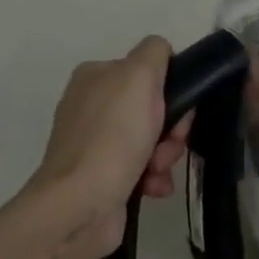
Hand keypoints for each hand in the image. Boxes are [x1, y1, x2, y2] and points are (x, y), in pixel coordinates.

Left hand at [27, 37, 190, 255]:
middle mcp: (92, 105)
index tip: (178, 109)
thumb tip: (162, 54)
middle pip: (153, 107)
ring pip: (152, 139)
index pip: (149, 70)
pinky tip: (152, 187)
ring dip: (165, 155)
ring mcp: (95, 143)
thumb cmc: (113, 136)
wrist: (80, 205)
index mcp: (96, 76)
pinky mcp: (102, 177)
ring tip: (156, 171)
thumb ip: (154, 53)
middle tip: (169, 144)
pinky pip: (142, 169)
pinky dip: (153, 177)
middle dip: (170, 129)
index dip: (171, 90)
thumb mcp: (139, 76)